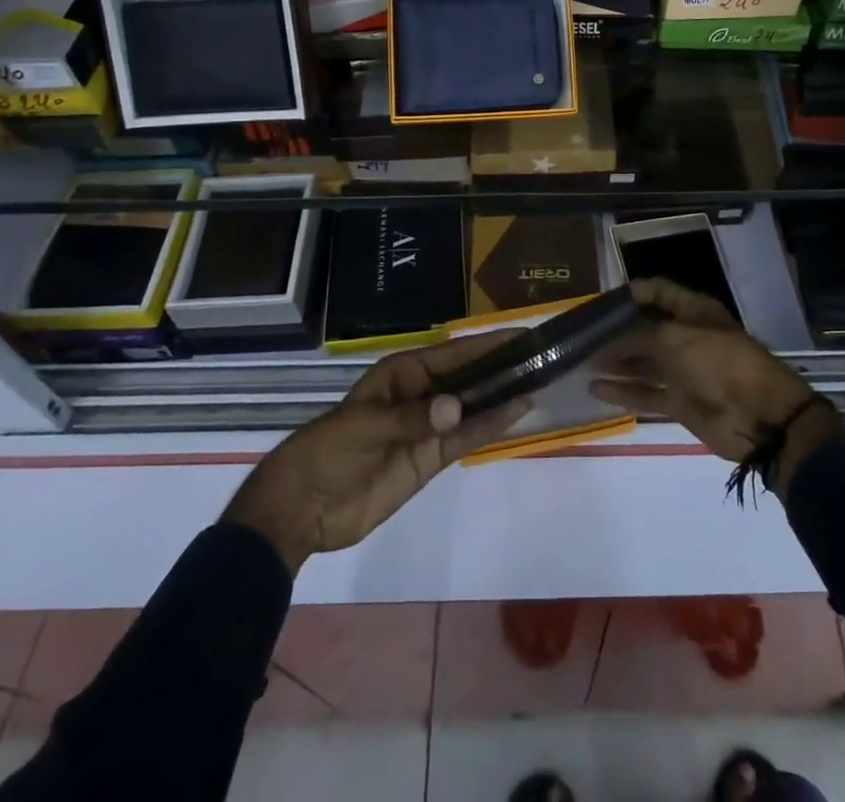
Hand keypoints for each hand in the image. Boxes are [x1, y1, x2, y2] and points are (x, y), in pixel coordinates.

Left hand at [223, 332, 529, 573]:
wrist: (302, 508)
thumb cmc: (328, 450)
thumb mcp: (364, 427)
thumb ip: (412, 418)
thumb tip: (458, 409)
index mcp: (402, 374)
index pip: (452, 354)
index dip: (485, 345)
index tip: (520, 335)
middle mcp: (420, 394)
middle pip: (468, 378)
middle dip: (501, 368)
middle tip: (542, 357)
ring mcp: (428, 428)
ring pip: (472, 408)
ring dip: (502, 397)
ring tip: (540, 382)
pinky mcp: (430, 460)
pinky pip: (465, 440)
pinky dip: (489, 427)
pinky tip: (516, 414)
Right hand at [590, 278, 844, 491]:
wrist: (760, 417)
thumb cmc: (719, 362)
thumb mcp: (674, 339)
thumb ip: (637, 336)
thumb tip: (606, 338)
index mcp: (693, 311)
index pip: (655, 291)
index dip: (628, 293)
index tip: (596, 301)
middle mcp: (686, 337)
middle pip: (645, 329)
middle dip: (615, 332)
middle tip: (580, 335)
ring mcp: (683, 371)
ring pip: (642, 362)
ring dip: (615, 362)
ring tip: (580, 361)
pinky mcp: (680, 402)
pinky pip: (646, 393)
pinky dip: (622, 391)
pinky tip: (595, 389)